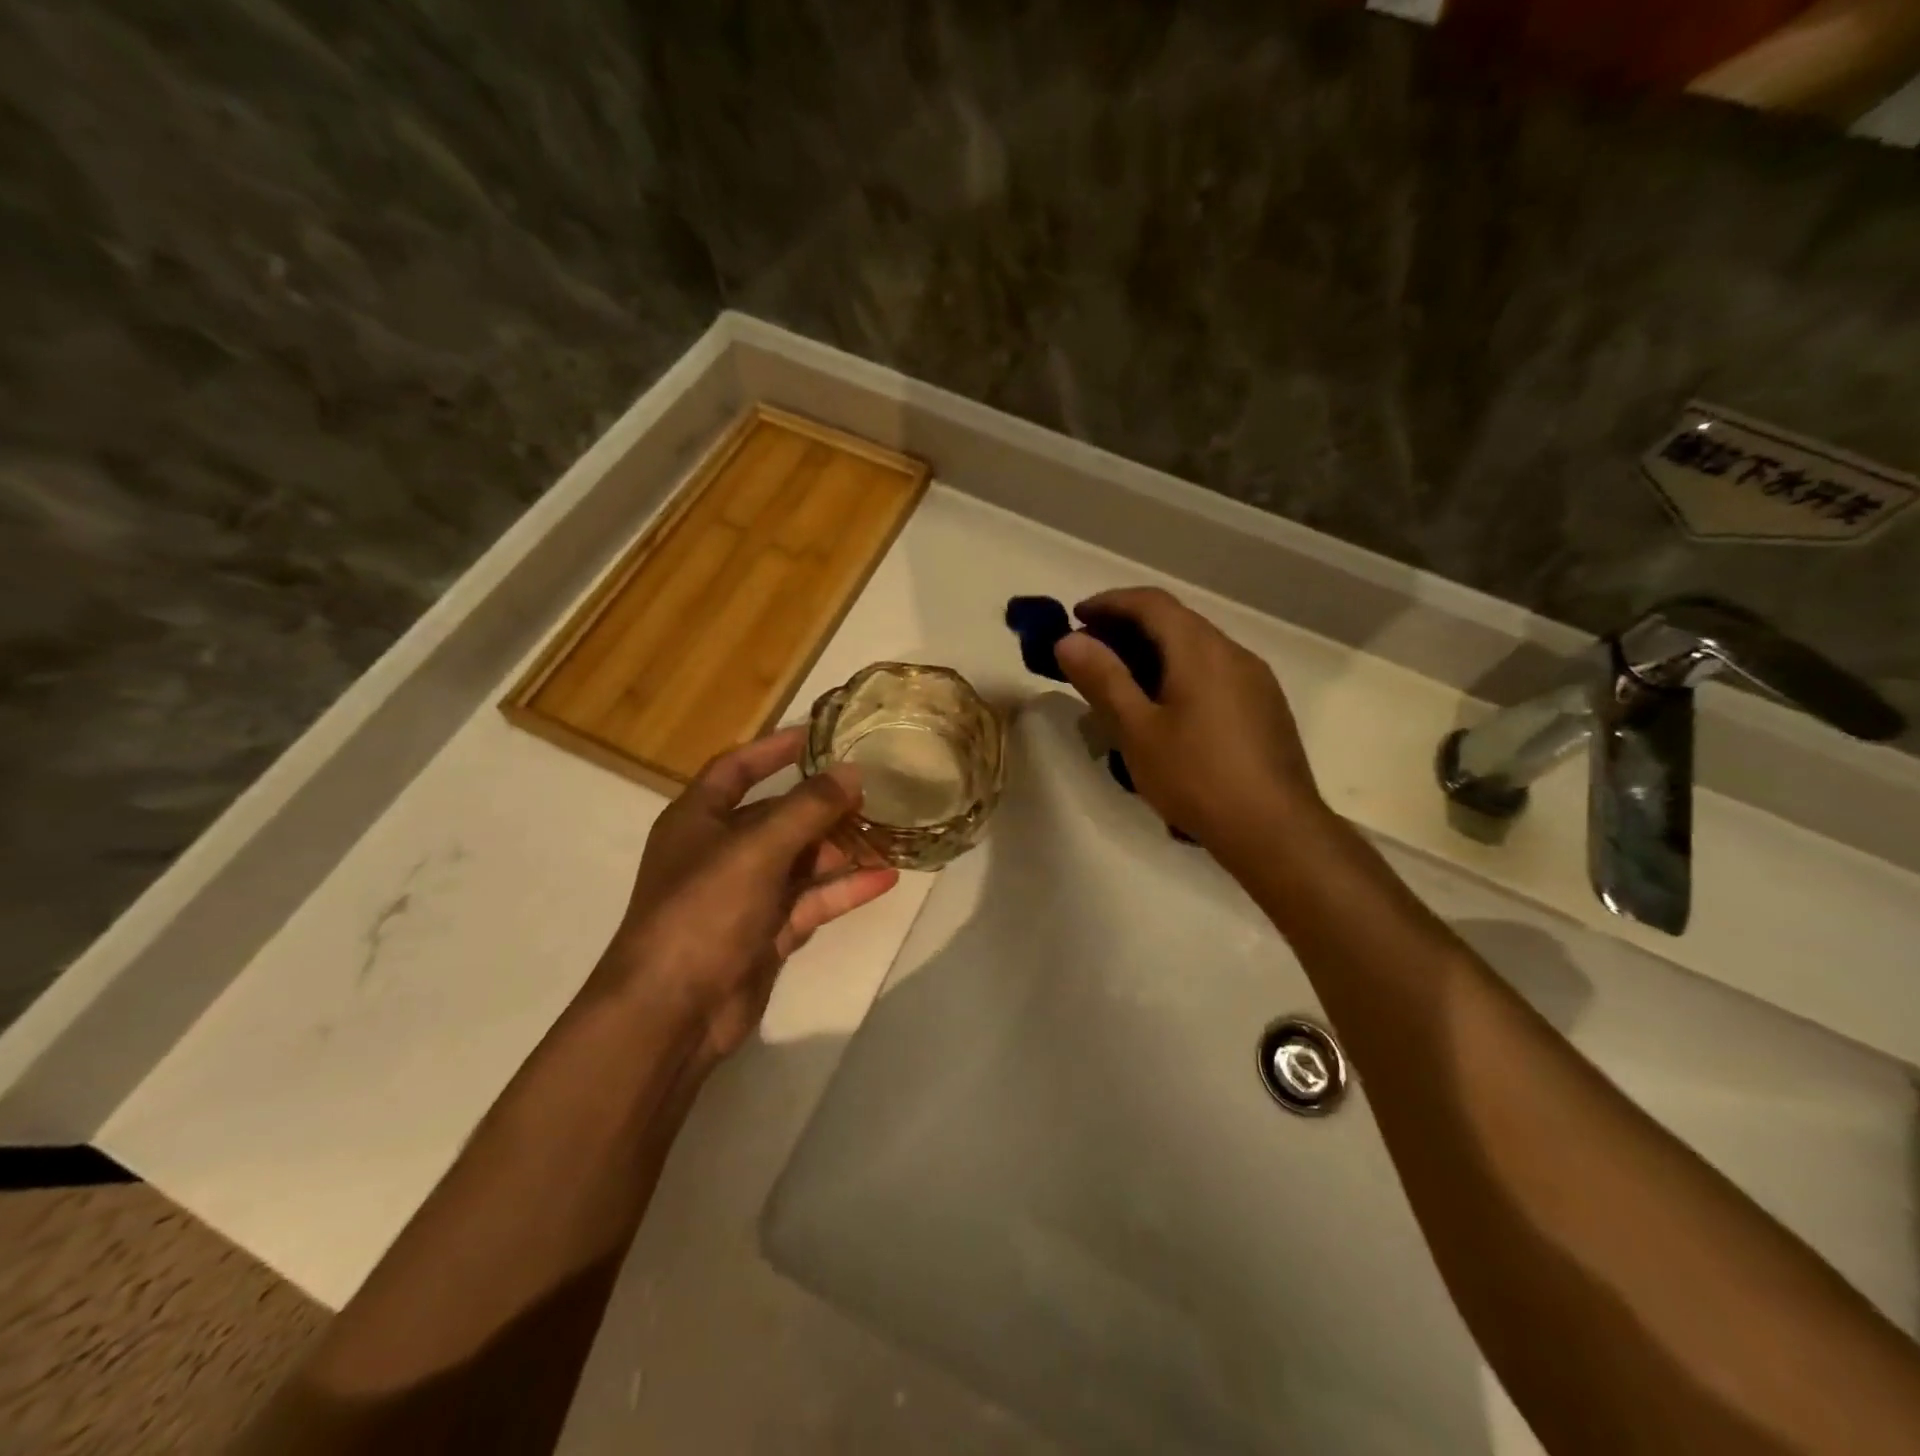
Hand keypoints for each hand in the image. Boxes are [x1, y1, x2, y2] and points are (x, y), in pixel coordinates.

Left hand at [594, 727, 898, 1064]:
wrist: (671, 1014)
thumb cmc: (703, 912)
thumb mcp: (756, 849)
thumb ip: (807, 809)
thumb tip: (853, 773)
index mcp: (699, 819)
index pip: (737, 768)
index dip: (775, 748)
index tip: (822, 733)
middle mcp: (721, 851)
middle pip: (778, 815)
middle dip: (823, 804)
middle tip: (875, 789)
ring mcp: (746, 895)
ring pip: (801, 860)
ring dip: (841, 847)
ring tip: (890, 832)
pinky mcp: (767, 932)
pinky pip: (812, 900)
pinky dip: (844, 889)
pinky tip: (885, 878)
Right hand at [1055, 587, 1325, 852]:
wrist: (1275, 830)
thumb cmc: (1197, 777)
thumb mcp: (1137, 731)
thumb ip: (1104, 680)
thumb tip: (1070, 639)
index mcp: (1200, 650)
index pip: (1151, 602)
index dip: (1109, 602)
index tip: (1075, 616)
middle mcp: (1233, 653)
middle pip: (1176, 622)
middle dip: (1128, 628)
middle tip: (1091, 653)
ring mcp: (1256, 680)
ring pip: (1197, 649)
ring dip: (1155, 653)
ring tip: (1122, 684)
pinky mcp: (1265, 709)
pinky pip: (1215, 674)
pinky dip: (1180, 674)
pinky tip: (1166, 712)